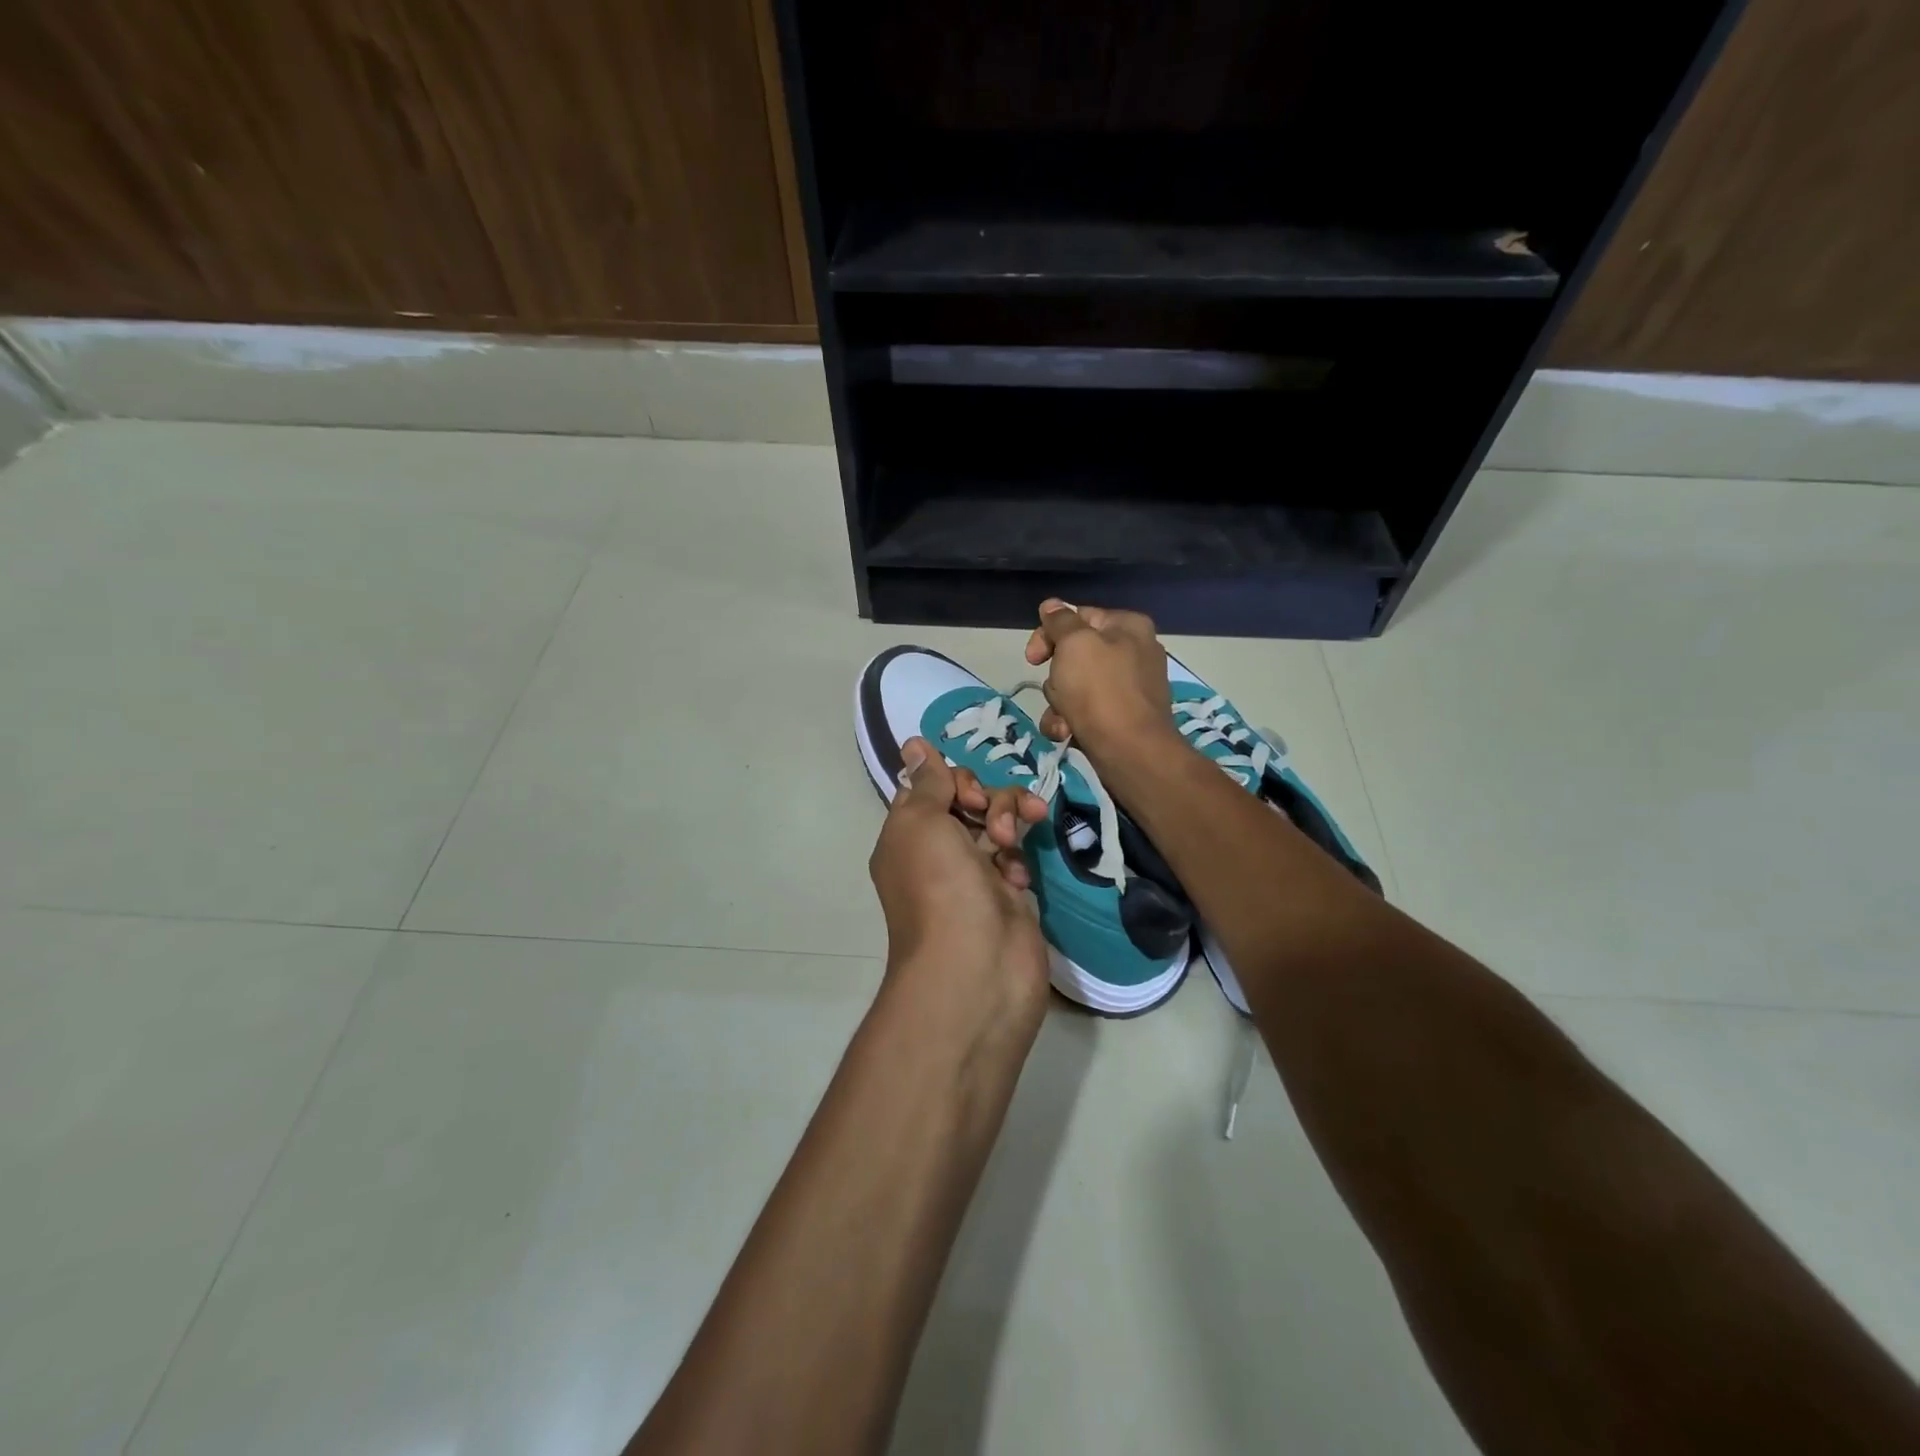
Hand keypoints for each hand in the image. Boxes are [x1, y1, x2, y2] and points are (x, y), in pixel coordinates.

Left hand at [868, 738, 1051, 1035]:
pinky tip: (1018, 879)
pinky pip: (1015, 858)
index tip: (965, 791)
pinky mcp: (1006, 895)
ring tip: (1011, 839)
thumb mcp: (923, 823)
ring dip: (1007, 821)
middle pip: (966, 801)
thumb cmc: (940, 887)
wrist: (976, 969)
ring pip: (995, 824)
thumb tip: (913, 743)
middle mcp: (935, 853)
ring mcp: (972, 875)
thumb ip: (928, 782)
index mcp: (906, 836)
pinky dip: (1018, 860)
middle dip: (986, 798)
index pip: (928, 787)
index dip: (950, 779)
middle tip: (992, 819)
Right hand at [1024, 599, 1182, 764]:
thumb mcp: (1074, 644)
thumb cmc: (1100, 690)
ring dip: (1058, 704)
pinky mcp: (1121, 718)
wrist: (1130, 752)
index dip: (1049, 634)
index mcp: (1128, 626)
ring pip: (1074, 686)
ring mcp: (1128, 688)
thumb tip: (1052, 605)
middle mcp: (1133, 652)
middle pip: (1074, 655)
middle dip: (1056, 677)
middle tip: (1059, 690)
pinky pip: (1084, 711)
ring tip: (1065, 719)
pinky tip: (1067, 733)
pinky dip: (1070, 722)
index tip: (1032, 657)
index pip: (1078, 616)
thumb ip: (1060, 621)